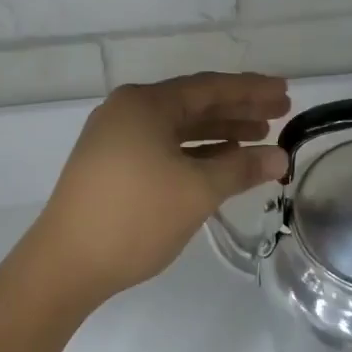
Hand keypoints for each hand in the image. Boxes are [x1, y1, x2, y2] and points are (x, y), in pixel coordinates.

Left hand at [27, 72, 290, 303]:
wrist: (66, 264)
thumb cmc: (135, 217)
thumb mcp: (197, 191)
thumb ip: (241, 168)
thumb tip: (279, 157)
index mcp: (145, 104)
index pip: (210, 87)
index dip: (251, 89)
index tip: (285, 92)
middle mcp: (127, 111)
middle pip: (194, 104)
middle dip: (238, 109)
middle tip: (279, 113)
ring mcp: (115, 138)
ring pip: (178, 127)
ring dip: (218, 131)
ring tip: (257, 137)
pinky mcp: (110, 165)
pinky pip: (163, 146)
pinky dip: (194, 152)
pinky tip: (219, 160)